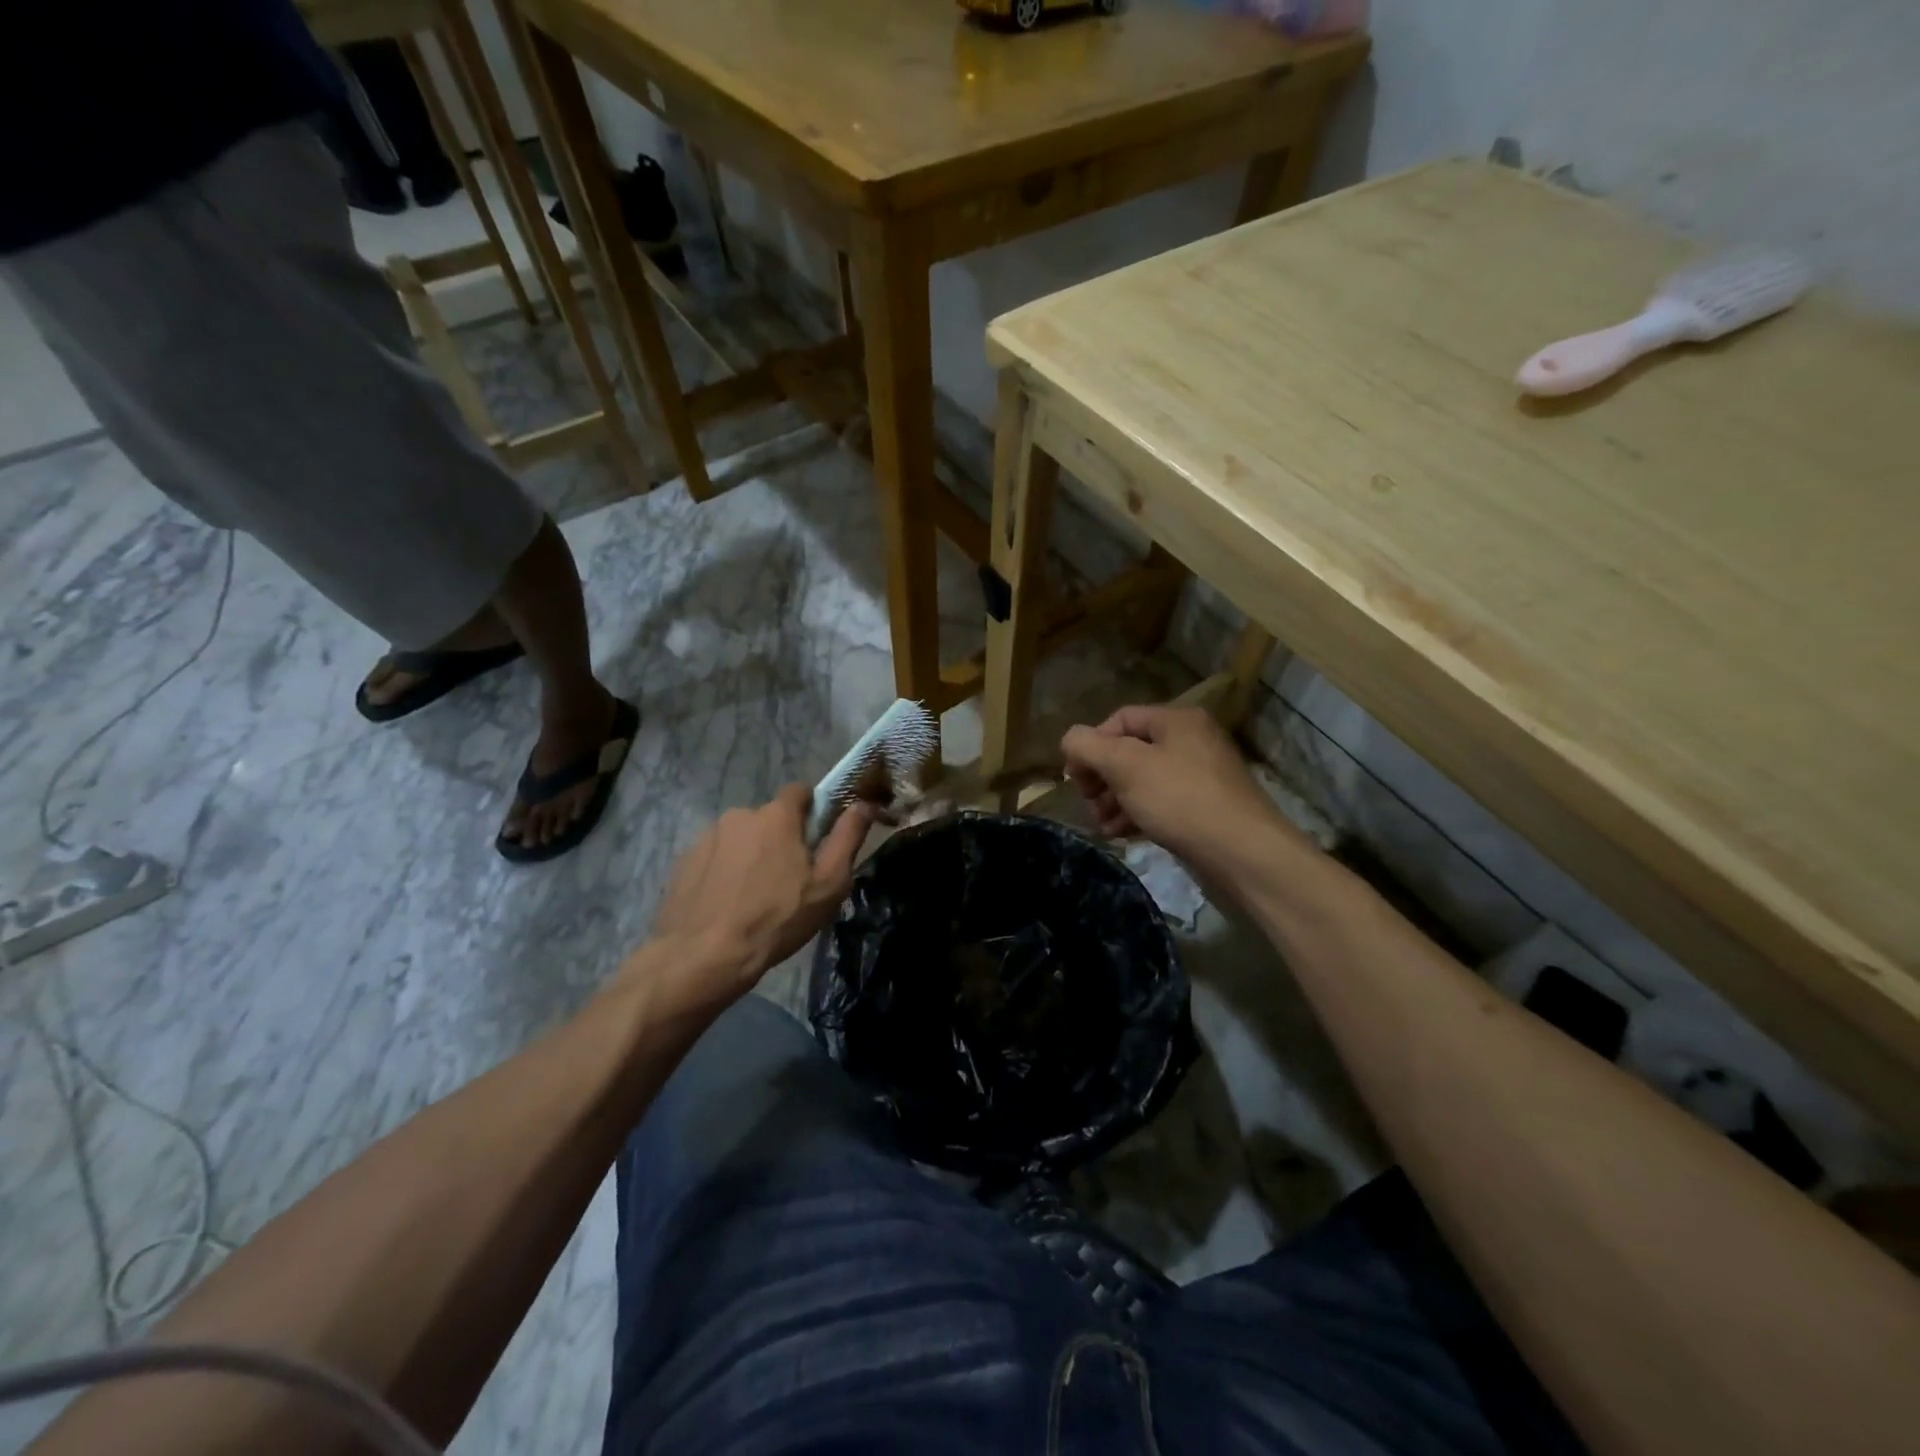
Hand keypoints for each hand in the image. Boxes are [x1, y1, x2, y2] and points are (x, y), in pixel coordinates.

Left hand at [646, 786, 872, 1007]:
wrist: (704, 956)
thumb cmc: (777, 919)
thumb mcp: (828, 883)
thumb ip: (848, 837)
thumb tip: (864, 804)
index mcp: (776, 816)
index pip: (799, 791)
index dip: (812, 809)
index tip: (816, 838)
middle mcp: (739, 815)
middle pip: (769, 819)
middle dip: (780, 839)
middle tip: (788, 879)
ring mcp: (707, 837)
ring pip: (740, 838)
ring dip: (750, 855)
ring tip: (754, 896)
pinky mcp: (684, 860)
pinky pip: (715, 857)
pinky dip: (724, 872)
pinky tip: (727, 903)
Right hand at [1060, 703, 1292, 877]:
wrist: (1243, 853)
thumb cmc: (1180, 800)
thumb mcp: (1125, 767)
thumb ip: (1088, 747)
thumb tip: (1070, 740)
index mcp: (1176, 720)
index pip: (1119, 720)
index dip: (1090, 745)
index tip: (1075, 779)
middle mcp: (1191, 740)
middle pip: (1130, 750)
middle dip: (1102, 777)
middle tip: (1089, 804)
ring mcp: (1201, 775)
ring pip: (1144, 779)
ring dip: (1115, 799)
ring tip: (1103, 825)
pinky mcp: (1206, 806)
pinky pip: (1162, 801)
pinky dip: (1138, 813)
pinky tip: (1123, 834)